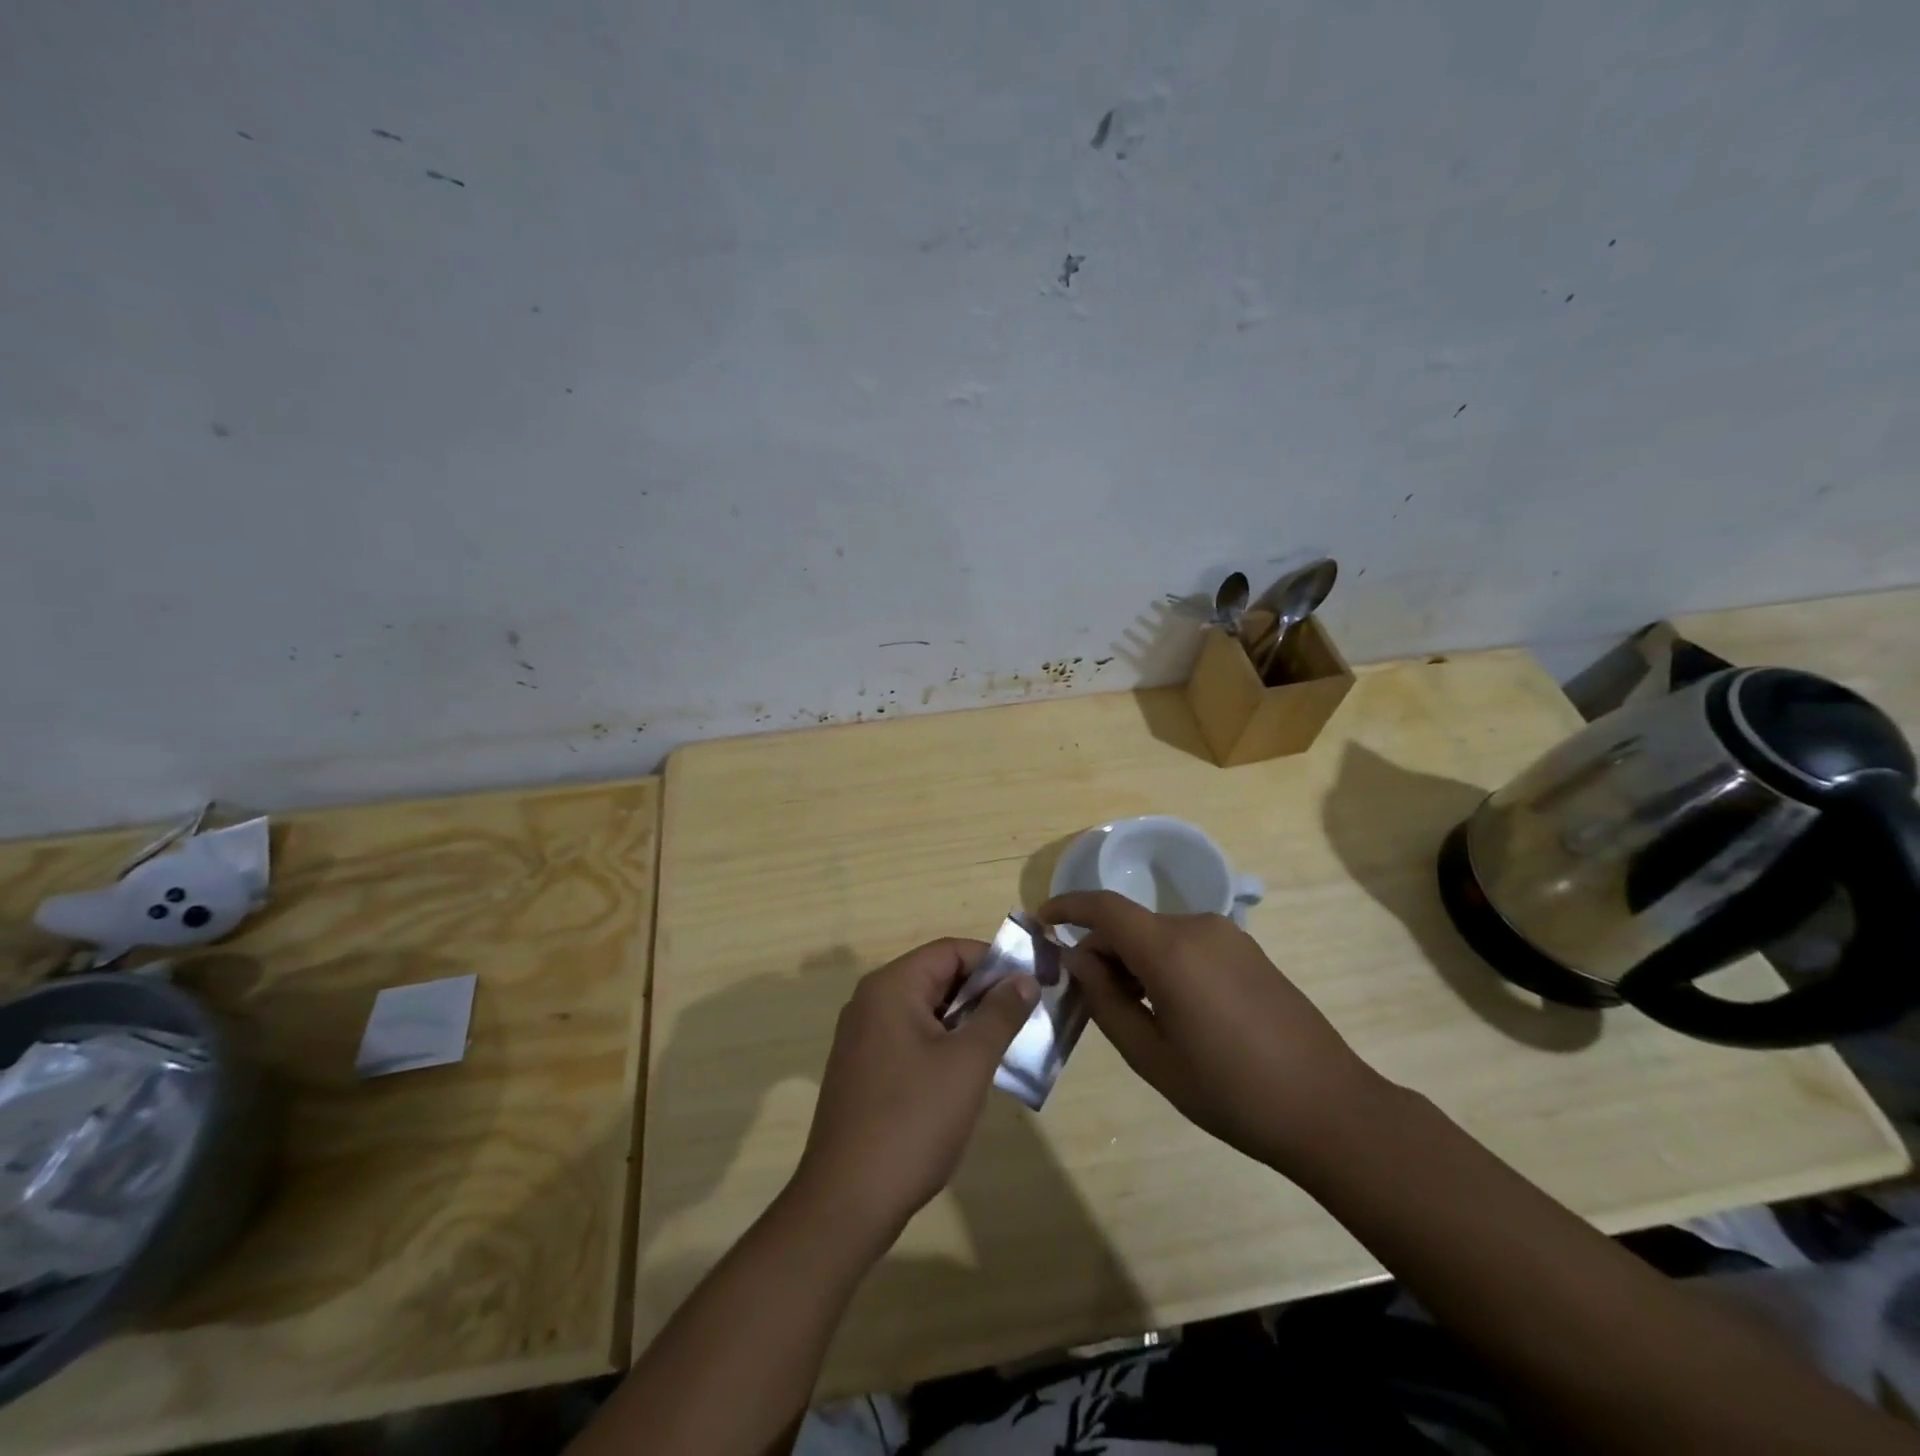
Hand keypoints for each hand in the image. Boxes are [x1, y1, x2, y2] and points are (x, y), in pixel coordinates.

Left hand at [788, 939, 1037, 1250]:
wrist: (847, 1202)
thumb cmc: (913, 1121)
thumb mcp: (968, 1064)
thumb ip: (999, 1014)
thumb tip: (1024, 978)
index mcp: (891, 987)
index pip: (950, 951)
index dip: (994, 962)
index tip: (1031, 986)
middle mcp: (871, 1002)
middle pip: (937, 977)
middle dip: (983, 994)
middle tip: (1026, 1019)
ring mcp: (863, 1037)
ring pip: (926, 1011)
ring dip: (966, 1023)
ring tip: (1006, 1048)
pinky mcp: (863, 1069)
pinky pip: (911, 1039)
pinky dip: (943, 1046)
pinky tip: (968, 1077)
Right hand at [1041, 892, 1385, 1168]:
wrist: (1329, 1108)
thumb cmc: (1230, 1091)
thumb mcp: (1152, 1056)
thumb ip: (1106, 1001)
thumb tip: (1079, 960)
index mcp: (1171, 949)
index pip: (1104, 907)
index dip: (1068, 907)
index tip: (1042, 921)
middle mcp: (1198, 927)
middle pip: (1131, 923)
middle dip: (1102, 950)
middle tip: (1089, 996)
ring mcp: (1229, 937)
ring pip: (1159, 934)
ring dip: (1134, 959)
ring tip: (1132, 1011)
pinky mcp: (1249, 952)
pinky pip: (1189, 943)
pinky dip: (1164, 962)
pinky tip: (1173, 1008)